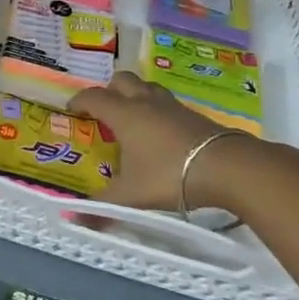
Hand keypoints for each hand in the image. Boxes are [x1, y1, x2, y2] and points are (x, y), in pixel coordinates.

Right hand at [71, 72, 294, 211]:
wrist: (227, 168)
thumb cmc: (169, 175)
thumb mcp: (131, 196)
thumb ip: (102, 206)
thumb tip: (72, 219)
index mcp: (124, 114)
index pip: (95, 97)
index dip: (79, 100)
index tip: (71, 108)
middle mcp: (146, 103)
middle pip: (123, 80)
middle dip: (109, 90)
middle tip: (103, 109)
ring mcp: (173, 107)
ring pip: (148, 88)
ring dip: (136, 96)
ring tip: (132, 118)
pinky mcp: (194, 116)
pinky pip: (168, 104)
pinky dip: (157, 111)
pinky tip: (160, 134)